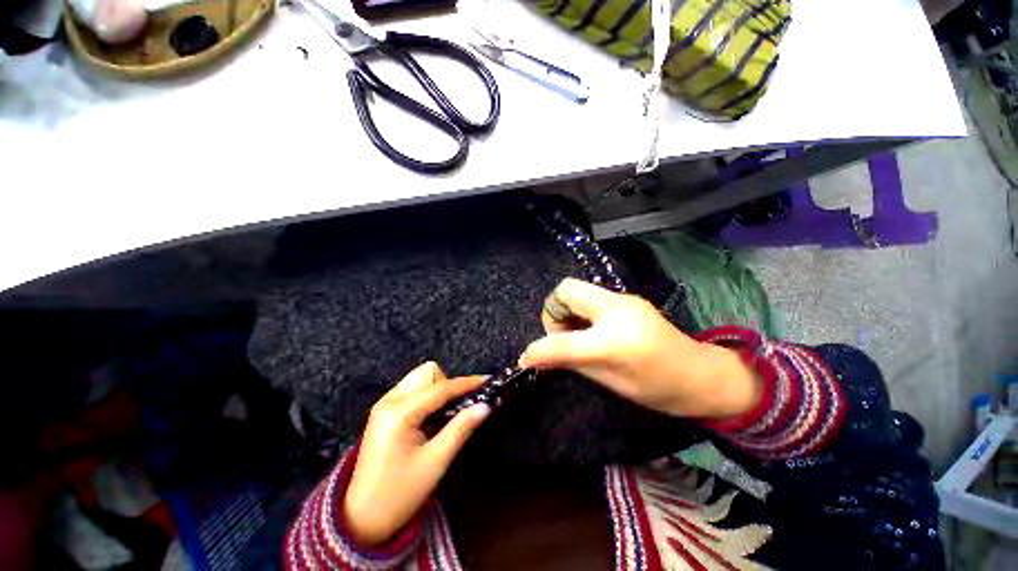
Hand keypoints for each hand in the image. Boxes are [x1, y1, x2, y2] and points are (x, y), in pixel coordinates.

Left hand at [344, 362, 489, 546]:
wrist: (361, 520)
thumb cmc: (399, 494)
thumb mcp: (435, 462)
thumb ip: (461, 428)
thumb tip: (485, 406)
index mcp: (399, 413)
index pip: (440, 388)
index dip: (466, 383)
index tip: (487, 381)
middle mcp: (389, 401)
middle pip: (427, 373)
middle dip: (446, 385)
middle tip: (455, 410)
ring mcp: (384, 405)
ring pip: (419, 378)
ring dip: (437, 389)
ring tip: (444, 414)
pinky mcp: (384, 412)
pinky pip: (412, 390)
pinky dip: (427, 396)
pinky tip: (430, 417)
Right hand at [519, 278, 759, 419]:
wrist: (701, 374)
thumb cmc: (657, 389)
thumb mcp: (609, 382)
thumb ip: (571, 362)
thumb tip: (539, 357)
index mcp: (615, 341)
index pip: (563, 342)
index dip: (539, 350)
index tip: (526, 359)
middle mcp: (617, 310)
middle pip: (566, 289)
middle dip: (554, 311)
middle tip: (561, 334)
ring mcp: (624, 299)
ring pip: (577, 289)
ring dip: (566, 309)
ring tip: (576, 333)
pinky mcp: (627, 298)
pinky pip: (590, 296)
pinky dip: (581, 310)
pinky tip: (591, 329)